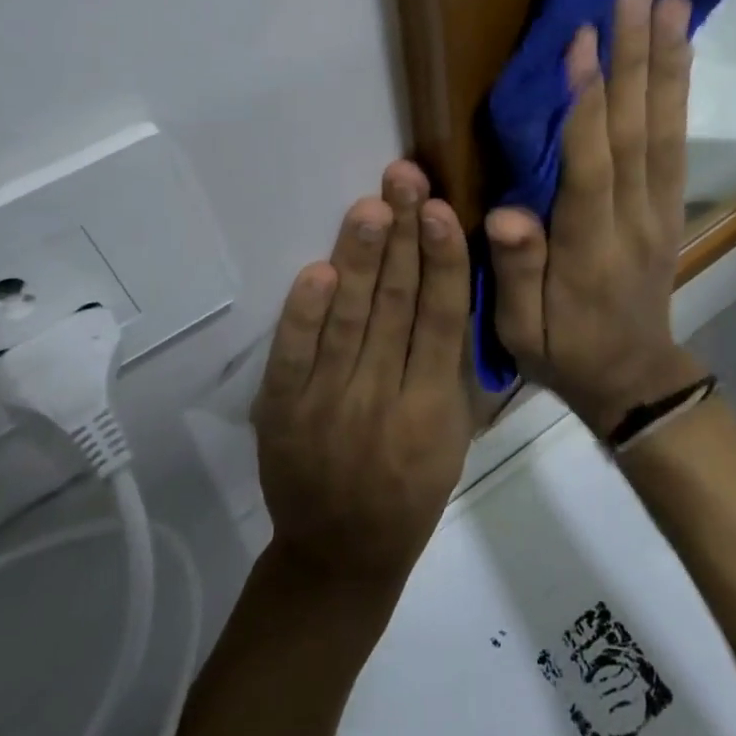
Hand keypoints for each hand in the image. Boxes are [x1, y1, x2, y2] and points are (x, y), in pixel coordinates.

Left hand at [252, 160, 473, 586]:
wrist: (338, 556)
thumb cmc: (411, 492)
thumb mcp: (452, 437)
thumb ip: (452, 367)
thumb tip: (451, 285)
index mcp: (433, 410)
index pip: (441, 320)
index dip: (443, 262)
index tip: (442, 210)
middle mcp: (383, 401)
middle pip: (395, 306)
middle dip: (402, 237)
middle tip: (404, 180)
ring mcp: (327, 406)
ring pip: (349, 320)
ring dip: (359, 259)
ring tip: (370, 206)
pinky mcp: (283, 412)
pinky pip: (292, 356)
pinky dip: (304, 314)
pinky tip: (318, 271)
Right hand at [485, 0, 708, 436]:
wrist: (636, 378)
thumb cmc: (566, 351)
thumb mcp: (522, 332)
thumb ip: (516, 271)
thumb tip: (507, 214)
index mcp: (590, 247)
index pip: (591, 164)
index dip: (586, 102)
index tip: (582, 37)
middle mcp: (634, 216)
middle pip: (636, 127)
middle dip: (635, 53)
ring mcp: (660, 206)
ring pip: (665, 124)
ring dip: (666, 59)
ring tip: (671, 0)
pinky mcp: (671, 201)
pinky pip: (677, 139)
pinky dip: (679, 89)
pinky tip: (679, 48)